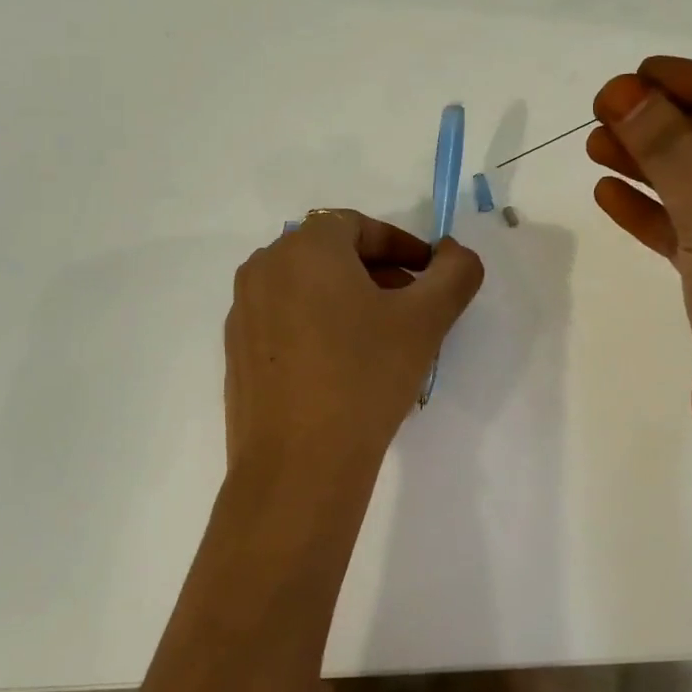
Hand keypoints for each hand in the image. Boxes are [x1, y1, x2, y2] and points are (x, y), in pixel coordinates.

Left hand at [224, 211, 484, 473]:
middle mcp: (264, 267)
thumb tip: (455, 253)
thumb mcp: (425, 321)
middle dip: (377, 273)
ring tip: (380, 340)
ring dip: (347, 300)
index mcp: (305, 247)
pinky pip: (284, 320)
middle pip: (330, 254)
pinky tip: (341, 368)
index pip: (360, 226)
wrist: (298, 465)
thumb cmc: (365, 378)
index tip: (430, 275)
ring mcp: (244, 310)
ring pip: (306, 288)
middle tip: (411, 307)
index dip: (402, 246)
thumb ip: (454, 273)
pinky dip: (316, 326)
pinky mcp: (236, 351)